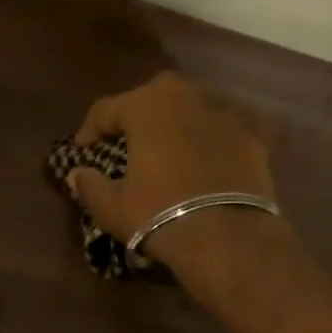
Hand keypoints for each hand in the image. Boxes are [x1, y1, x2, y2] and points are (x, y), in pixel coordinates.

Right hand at [67, 73, 285, 289]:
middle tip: (130, 140)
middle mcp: (186, 97)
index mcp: (146, 106)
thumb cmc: (160, 216)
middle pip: (154, 95)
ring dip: (181, 118)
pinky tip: (221, 145)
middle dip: (138, 113)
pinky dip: (225, 130)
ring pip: (195, 104)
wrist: (227, 237)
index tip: (83, 150)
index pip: (106, 109)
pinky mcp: (255, 134)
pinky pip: (236, 123)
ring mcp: (225, 112)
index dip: (90, 129)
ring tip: (173, 143)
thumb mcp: (113, 207)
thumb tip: (77, 174)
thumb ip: (90, 186)